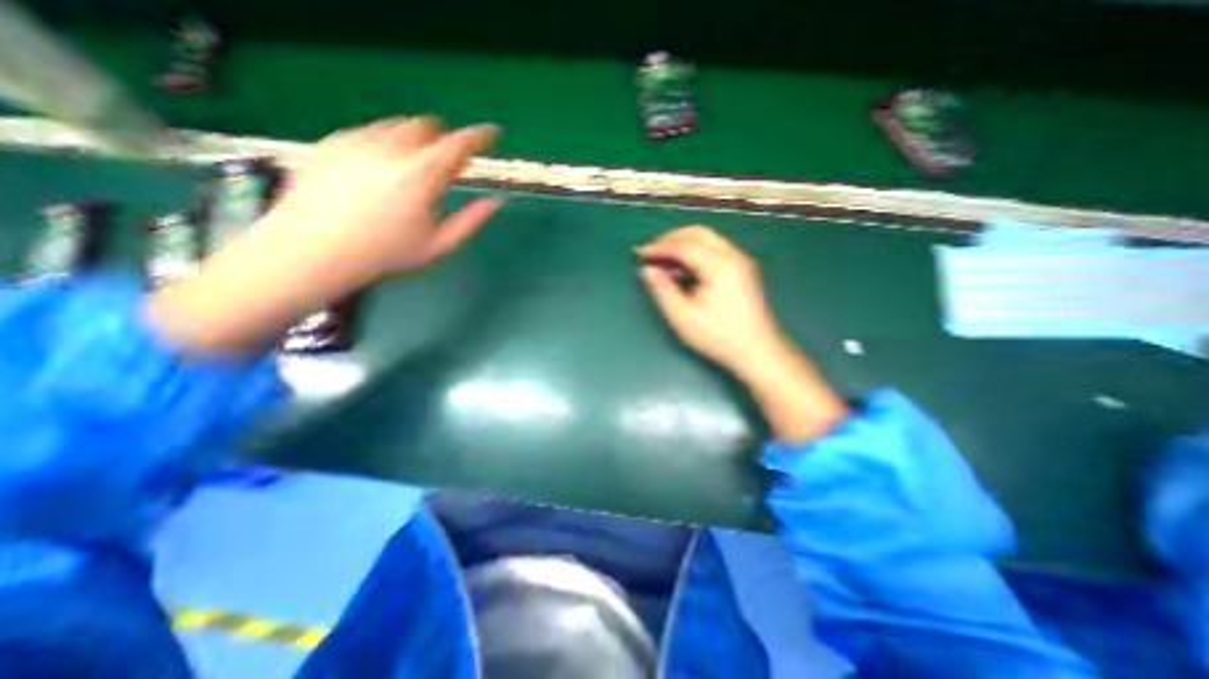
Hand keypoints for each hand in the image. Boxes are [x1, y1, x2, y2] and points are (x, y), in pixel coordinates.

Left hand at [266, 116, 506, 278]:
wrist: (313, 252)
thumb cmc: (385, 254)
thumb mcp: (439, 245)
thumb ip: (472, 220)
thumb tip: (496, 201)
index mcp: (421, 176)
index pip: (459, 144)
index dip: (480, 136)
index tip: (491, 133)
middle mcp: (390, 149)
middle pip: (427, 126)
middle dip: (443, 139)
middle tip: (445, 163)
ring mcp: (357, 141)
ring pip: (397, 125)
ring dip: (414, 140)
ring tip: (411, 169)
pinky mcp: (331, 142)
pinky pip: (368, 132)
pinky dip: (385, 144)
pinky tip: (379, 171)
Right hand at [635, 225, 847, 442]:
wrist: (758, 352)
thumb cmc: (718, 337)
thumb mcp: (683, 317)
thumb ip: (662, 290)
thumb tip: (647, 270)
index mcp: (719, 266)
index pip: (684, 246)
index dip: (659, 247)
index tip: (640, 253)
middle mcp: (733, 256)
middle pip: (698, 233)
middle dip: (671, 238)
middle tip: (651, 251)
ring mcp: (741, 261)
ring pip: (708, 239)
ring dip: (684, 243)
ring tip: (664, 260)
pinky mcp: (743, 270)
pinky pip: (715, 249)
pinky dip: (696, 252)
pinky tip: (684, 268)